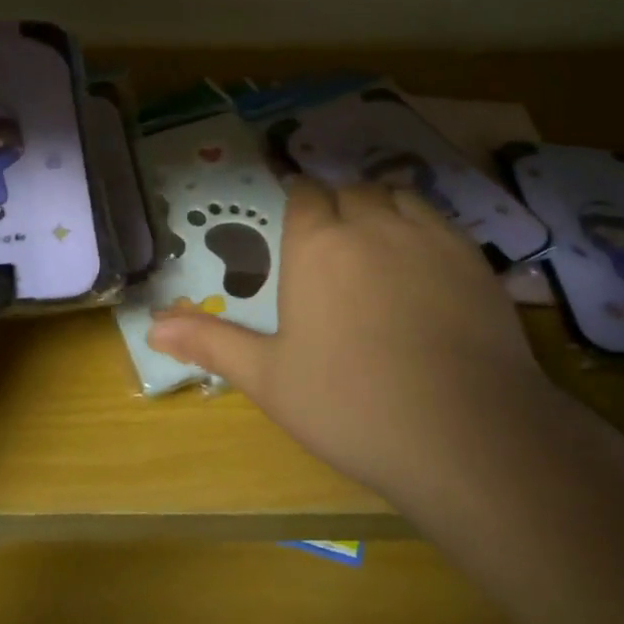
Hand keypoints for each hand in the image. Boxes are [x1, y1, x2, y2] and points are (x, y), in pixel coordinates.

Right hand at [147, 179, 548, 505]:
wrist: (464, 433)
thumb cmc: (351, 405)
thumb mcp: (269, 379)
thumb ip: (211, 344)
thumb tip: (151, 326)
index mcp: (316, 245)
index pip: (304, 196)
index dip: (299, 201)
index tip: (298, 218)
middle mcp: (369, 223)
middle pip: (349, 191)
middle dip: (337, 204)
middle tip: (334, 239)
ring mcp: (426, 236)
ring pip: (395, 195)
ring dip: (379, 205)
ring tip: (376, 237)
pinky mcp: (472, 257)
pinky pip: (437, 218)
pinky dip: (421, 223)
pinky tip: (422, 258)